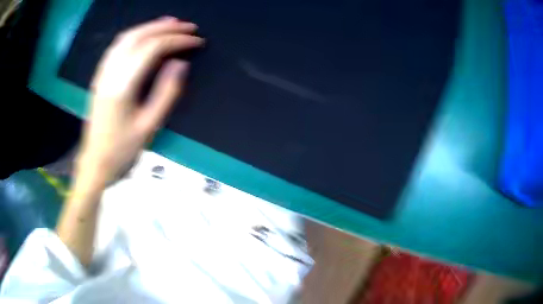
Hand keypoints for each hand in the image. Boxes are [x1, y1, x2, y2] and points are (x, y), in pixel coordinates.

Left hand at [57, 18, 202, 266]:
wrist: (94, 163)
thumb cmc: (122, 151)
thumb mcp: (149, 127)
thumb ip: (166, 92)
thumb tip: (180, 64)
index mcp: (123, 85)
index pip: (153, 49)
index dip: (177, 40)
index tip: (197, 41)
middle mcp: (110, 72)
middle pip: (140, 36)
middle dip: (167, 28)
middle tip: (189, 27)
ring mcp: (103, 73)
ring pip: (127, 37)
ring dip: (150, 26)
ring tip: (171, 24)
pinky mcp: (101, 76)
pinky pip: (118, 46)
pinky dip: (135, 34)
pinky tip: (145, 35)